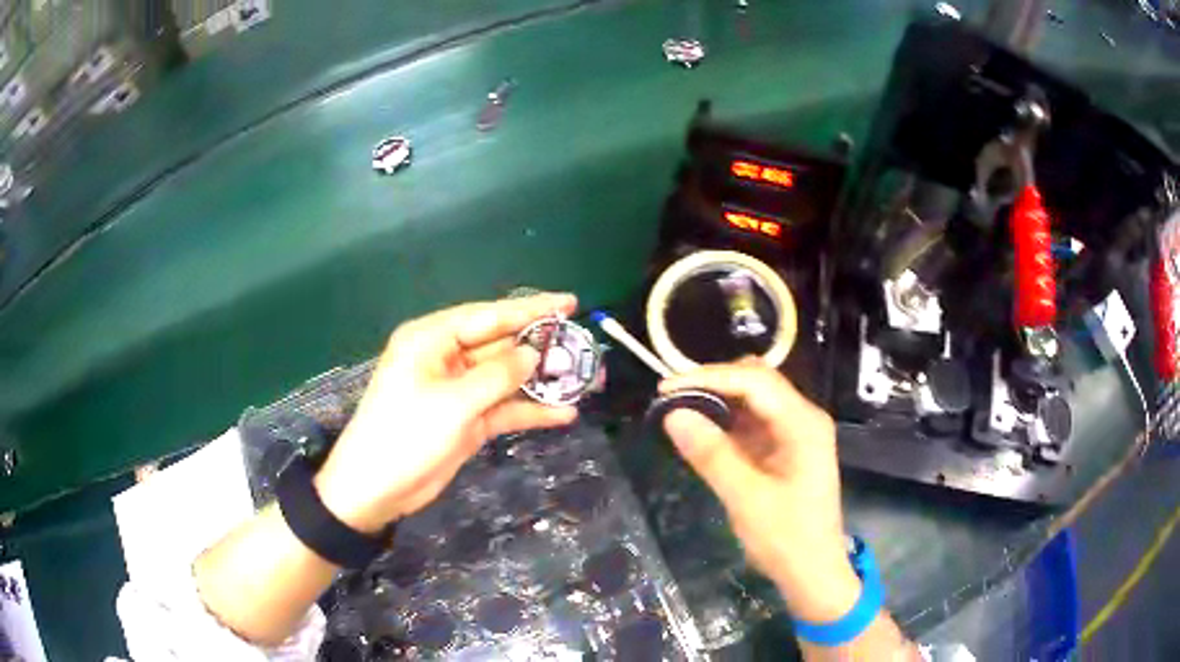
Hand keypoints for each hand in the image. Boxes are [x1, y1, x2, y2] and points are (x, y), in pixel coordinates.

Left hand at [314, 293, 579, 532]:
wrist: (376, 489)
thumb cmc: (405, 435)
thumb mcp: (452, 403)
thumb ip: (497, 375)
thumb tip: (533, 353)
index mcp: (432, 339)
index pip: (488, 315)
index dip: (531, 309)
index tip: (569, 303)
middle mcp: (446, 358)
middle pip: (501, 345)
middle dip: (541, 348)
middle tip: (584, 347)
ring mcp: (458, 391)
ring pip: (506, 378)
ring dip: (541, 381)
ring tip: (583, 381)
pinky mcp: (466, 419)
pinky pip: (503, 408)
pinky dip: (529, 411)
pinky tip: (563, 414)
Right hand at [659, 359, 860, 621]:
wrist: (813, 572)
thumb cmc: (787, 539)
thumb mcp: (746, 499)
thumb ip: (711, 454)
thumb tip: (673, 415)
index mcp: (803, 424)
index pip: (754, 380)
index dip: (708, 378)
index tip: (665, 389)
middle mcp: (802, 418)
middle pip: (756, 380)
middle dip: (713, 383)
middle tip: (671, 399)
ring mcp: (795, 432)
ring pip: (753, 398)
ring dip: (717, 400)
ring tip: (679, 411)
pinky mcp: (784, 448)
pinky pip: (752, 421)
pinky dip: (725, 421)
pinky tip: (702, 430)